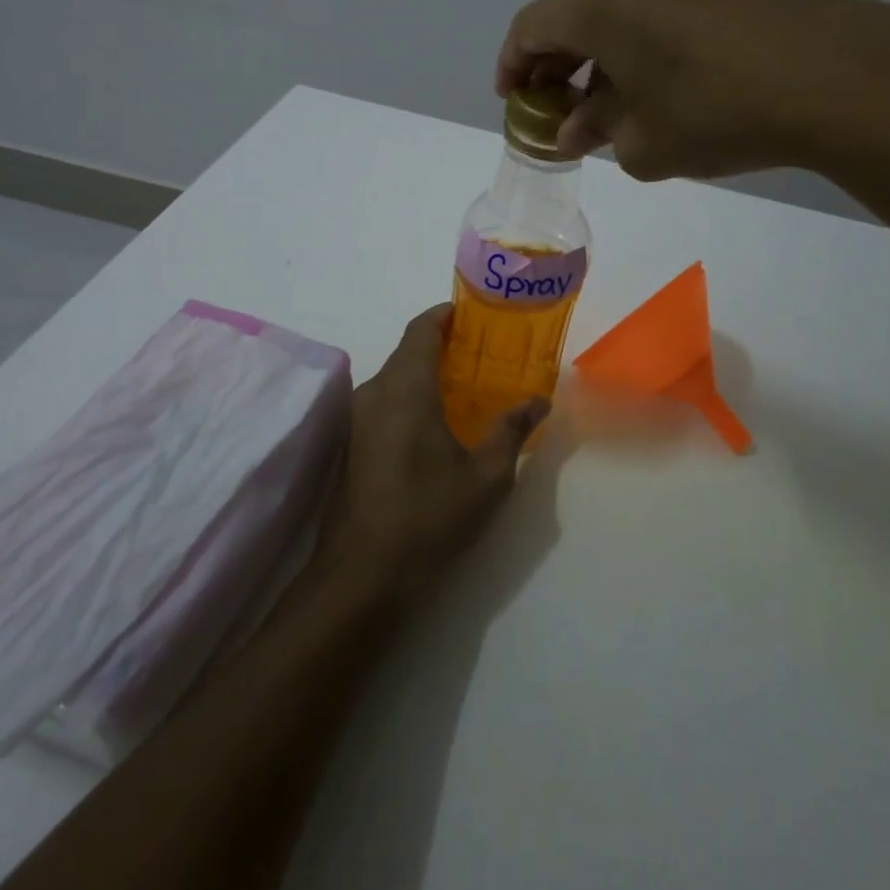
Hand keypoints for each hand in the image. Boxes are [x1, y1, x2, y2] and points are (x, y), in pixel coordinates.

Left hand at [320, 306, 548, 597]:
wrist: (360, 575)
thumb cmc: (428, 517)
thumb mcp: (486, 477)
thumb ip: (511, 431)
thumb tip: (539, 401)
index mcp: (405, 388)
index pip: (421, 330)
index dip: (444, 315)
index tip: (471, 313)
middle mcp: (374, 392)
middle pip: (406, 351)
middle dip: (441, 345)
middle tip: (482, 353)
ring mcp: (357, 419)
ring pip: (393, 378)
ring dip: (424, 372)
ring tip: (465, 386)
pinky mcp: (351, 444)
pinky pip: (383, 401)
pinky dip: (410, 396)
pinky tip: (436, 422)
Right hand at [496, 0, 889, 183]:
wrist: (835, 76)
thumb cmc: (714, 111)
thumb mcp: (642, 142)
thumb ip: (598, 133)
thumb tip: (579, 129)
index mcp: (593, 4)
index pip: (529, 29)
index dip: (513, 66)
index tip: (513, 100)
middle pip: (572, 16)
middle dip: (558, 65)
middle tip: (559, 109)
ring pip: (616, 11)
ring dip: (601, 56)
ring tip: (609, 107)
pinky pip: (656, 10)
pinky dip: (640, 45)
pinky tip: (659, 87)